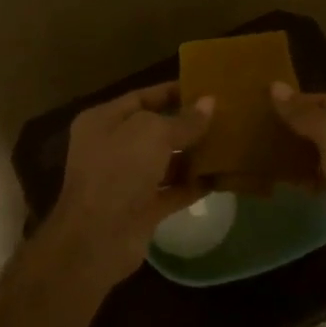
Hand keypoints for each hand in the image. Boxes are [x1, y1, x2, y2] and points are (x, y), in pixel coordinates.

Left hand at [40, 83, 214, 286]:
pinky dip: (193, 185)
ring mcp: (125, 180)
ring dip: (192, 155)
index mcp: (103, 121)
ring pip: (164, 162)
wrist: (97, 237)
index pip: (141, 98)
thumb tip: (210, 103)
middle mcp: (111, 147)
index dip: (172, 92)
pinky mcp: (141, 209)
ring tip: (228, 144)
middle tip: (224, 117)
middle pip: (154, 131)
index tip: (205, 89)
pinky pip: (172, 191)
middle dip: (186, 125)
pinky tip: (221, 177)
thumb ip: (184, 120)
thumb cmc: (119, 171)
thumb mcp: (153, 134)